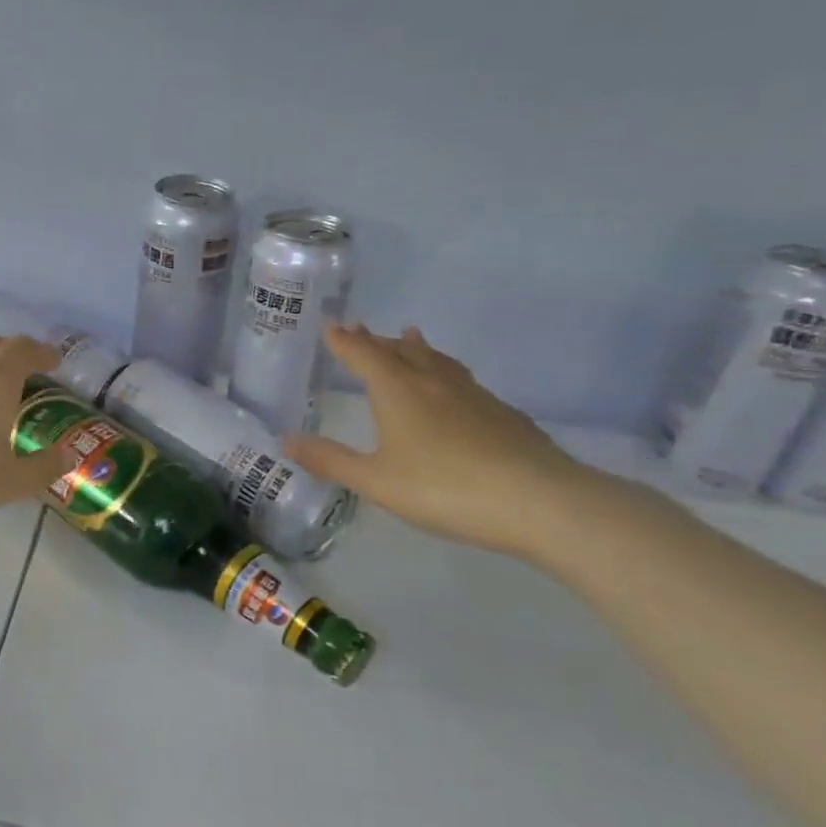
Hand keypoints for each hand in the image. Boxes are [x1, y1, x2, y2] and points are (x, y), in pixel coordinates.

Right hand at [284, 323, 597, 559]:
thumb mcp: (376, 481)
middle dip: (375, 339)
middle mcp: (433, 381)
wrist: (538, 501)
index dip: (344, 341)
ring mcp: (472, 394)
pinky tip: (454, 387)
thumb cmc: (444, 488)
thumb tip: (287, 439)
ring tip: (409, 335)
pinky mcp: (501, 412)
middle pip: (399, 350)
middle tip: (358, 328)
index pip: (363, 355)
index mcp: (397, 391)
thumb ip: (330, 460)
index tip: (330, 324)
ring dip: (415, 346)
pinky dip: (445, 370)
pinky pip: (462, 378)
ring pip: (436, 359)